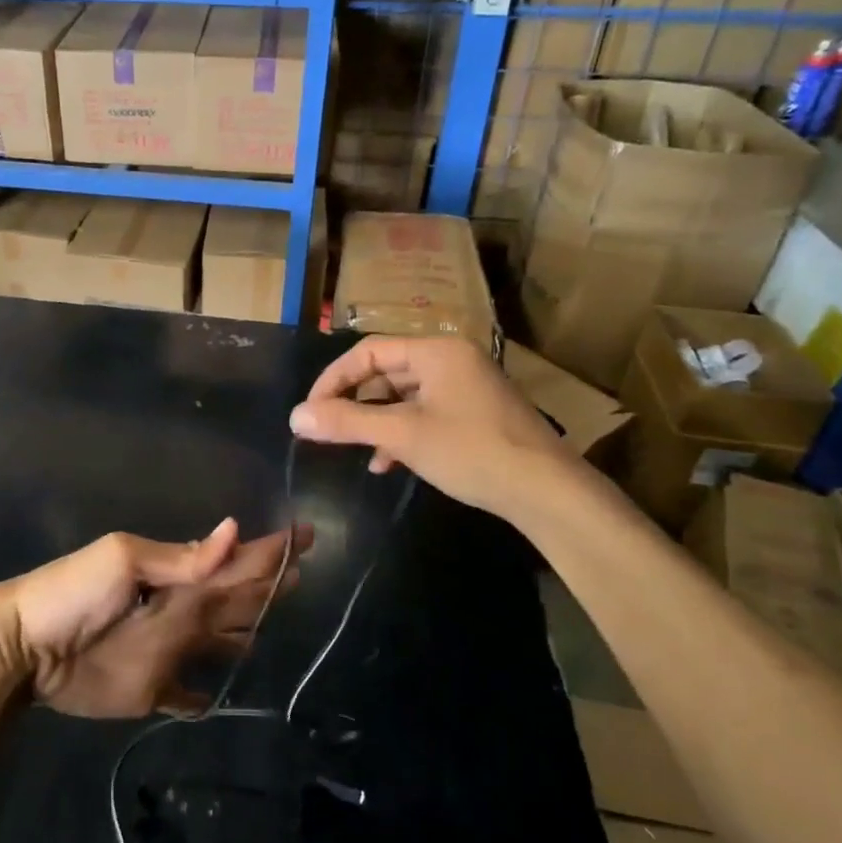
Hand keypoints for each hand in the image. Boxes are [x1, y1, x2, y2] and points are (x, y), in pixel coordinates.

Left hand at [0, 520, 310, 718]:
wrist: (23, 647)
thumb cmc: (73, 593)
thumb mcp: (124, 561)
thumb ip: (180, 558)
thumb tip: (234, 531)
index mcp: (178, 577)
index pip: (235, 559)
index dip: (270, 550)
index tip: (307, 535)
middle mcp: (182, 611)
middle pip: (236, 597)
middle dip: (268, 584)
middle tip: (304, 574)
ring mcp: (168, 651)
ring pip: (219, 639)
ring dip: (245, 631)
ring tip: (273, 627)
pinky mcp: (151, 690)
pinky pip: (184, 696)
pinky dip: (200, 697)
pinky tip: (216, 698)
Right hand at [289, 336, 577, 522]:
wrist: (547, 491)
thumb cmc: (471, 451)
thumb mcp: (402, 435)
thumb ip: (347, 422)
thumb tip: (294, 417)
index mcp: (436, 351)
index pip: (368, 351)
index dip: (333, 379)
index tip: (311, 411)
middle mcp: (451, 360)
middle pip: (385, 372)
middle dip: (354, 402)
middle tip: (327, 430)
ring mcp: (465, 387)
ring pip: (403, 396)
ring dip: (375, 422)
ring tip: (355, 450)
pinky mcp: (473, 414)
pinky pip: (423, 413)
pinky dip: (400, 433)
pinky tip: (387, 462)